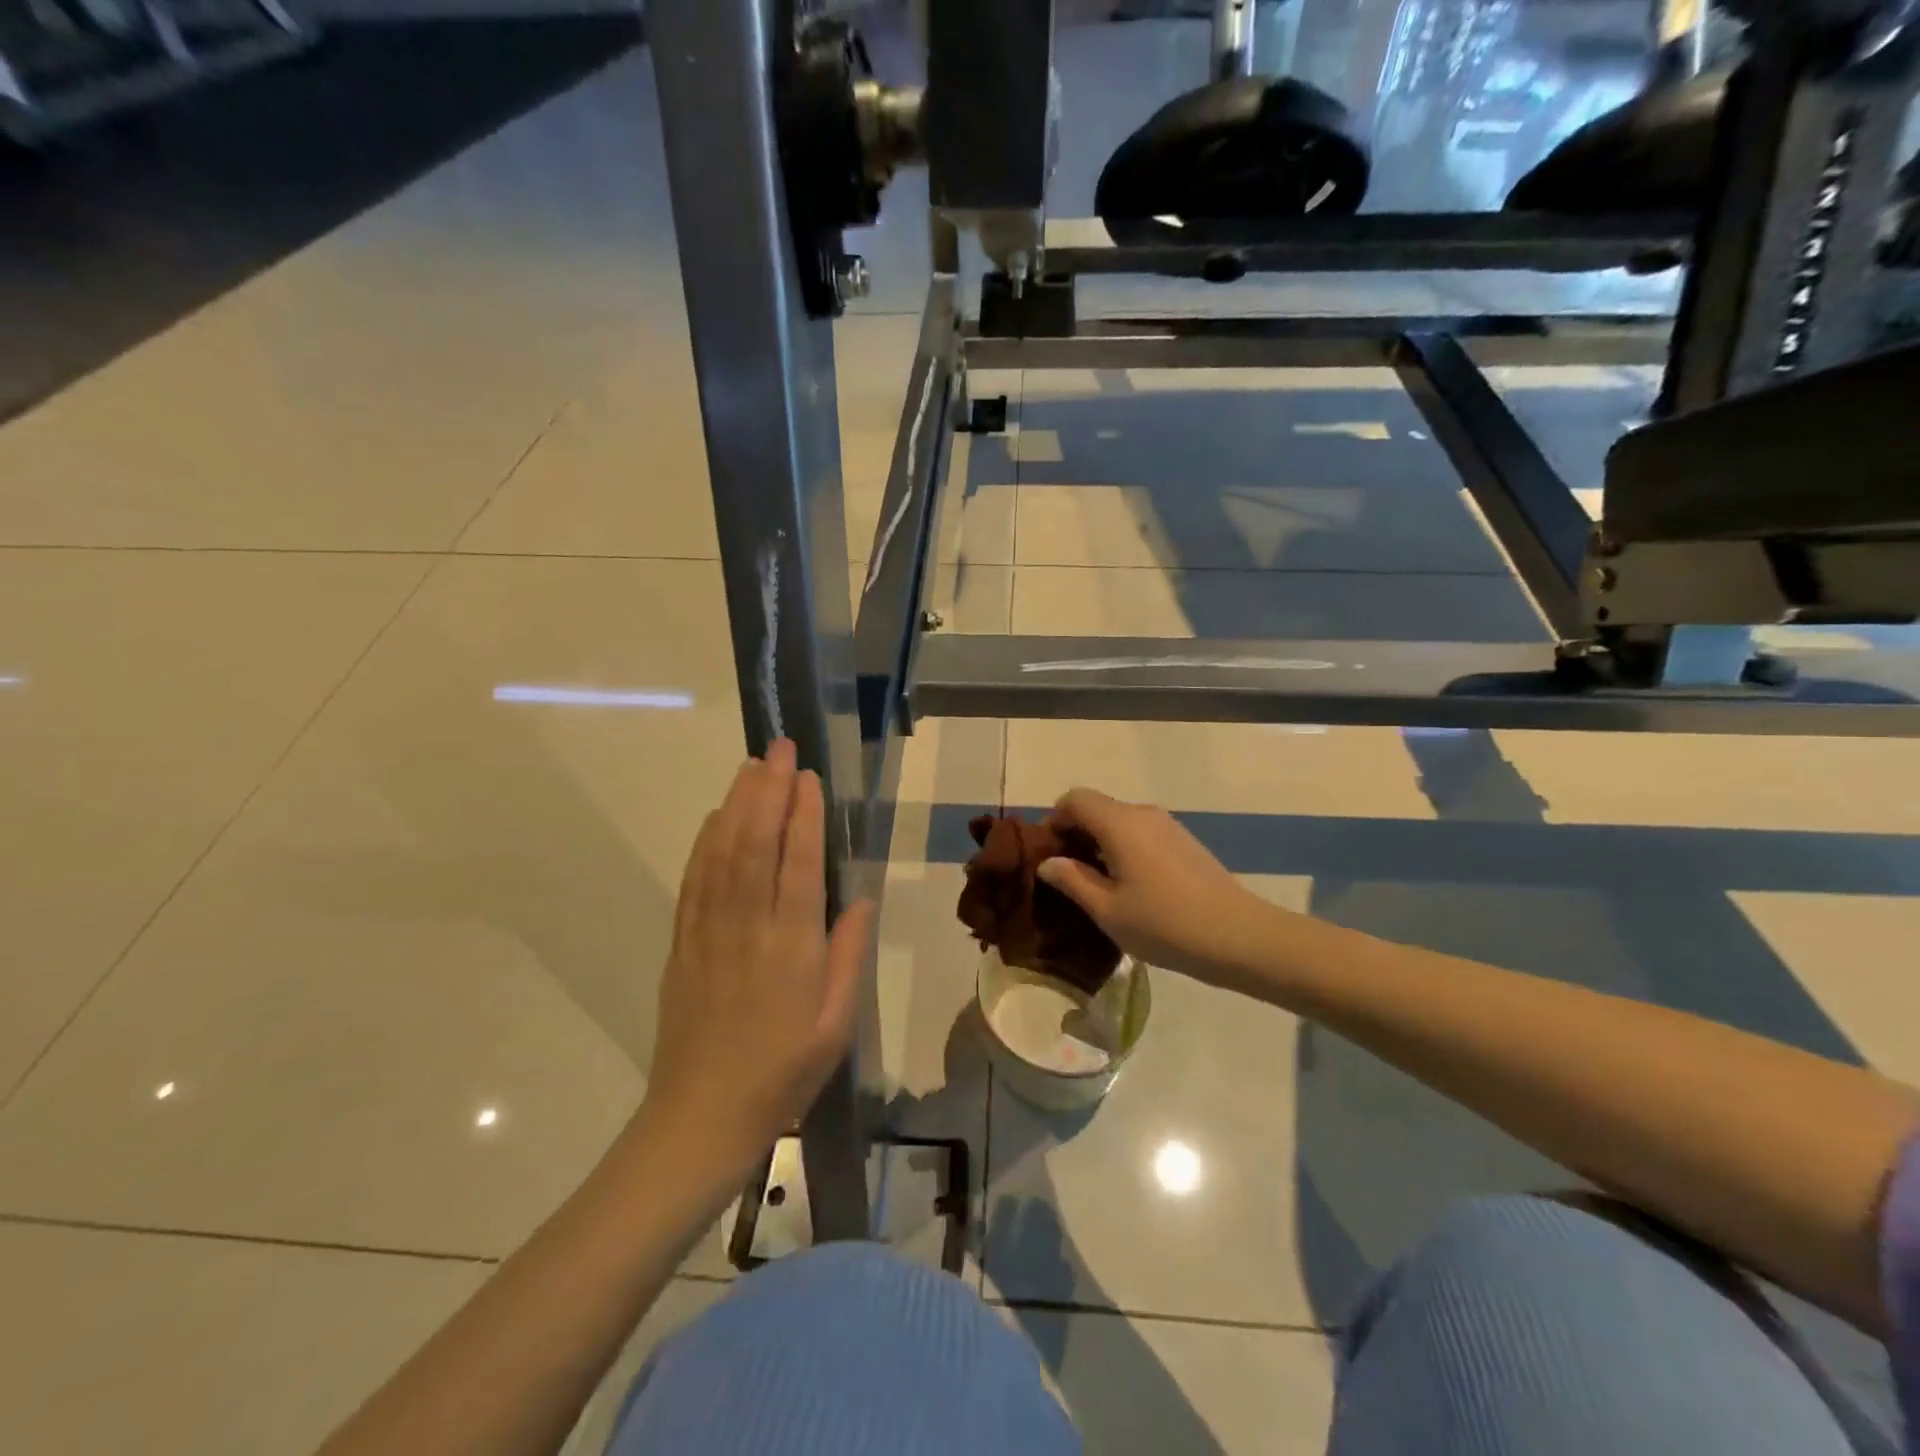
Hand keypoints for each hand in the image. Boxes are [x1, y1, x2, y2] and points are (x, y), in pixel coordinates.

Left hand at [644, 740, 875, 1175]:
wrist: (702, 1116)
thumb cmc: (783, 1071)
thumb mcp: (837, 1023)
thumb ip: (849, 955)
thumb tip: (859, 897)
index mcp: (792, 947)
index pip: (798, 864)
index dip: (804, 815)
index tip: (808, 776)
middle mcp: (748, 927)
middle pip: (755, 843)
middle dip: (768, 790)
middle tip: (779, 748)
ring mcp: (708, 931)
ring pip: (721, 853)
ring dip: (736, 804)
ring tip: (750, 766)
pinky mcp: (682, 942)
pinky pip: (694, 880)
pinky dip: (704, 841)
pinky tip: (713, 817)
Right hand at [1038, 788, 1289, 987]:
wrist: (1239, 936)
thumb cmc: (1164, 924)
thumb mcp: (1107, 909)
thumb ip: (1072, 880)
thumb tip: (1048, 862)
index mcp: (1119, 823)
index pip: (1074, 799)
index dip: (1054, 819)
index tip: (1047, 853)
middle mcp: (1142, 813)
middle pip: (1097, 807)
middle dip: (1075, 832)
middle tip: (1065, 873)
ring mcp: (1167, 826)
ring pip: (1120, 821)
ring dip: (1099, 842)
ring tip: (1095, 883)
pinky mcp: (1184, 841)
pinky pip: (1141, 833)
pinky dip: (1123, 848)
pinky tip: (1128, 886)